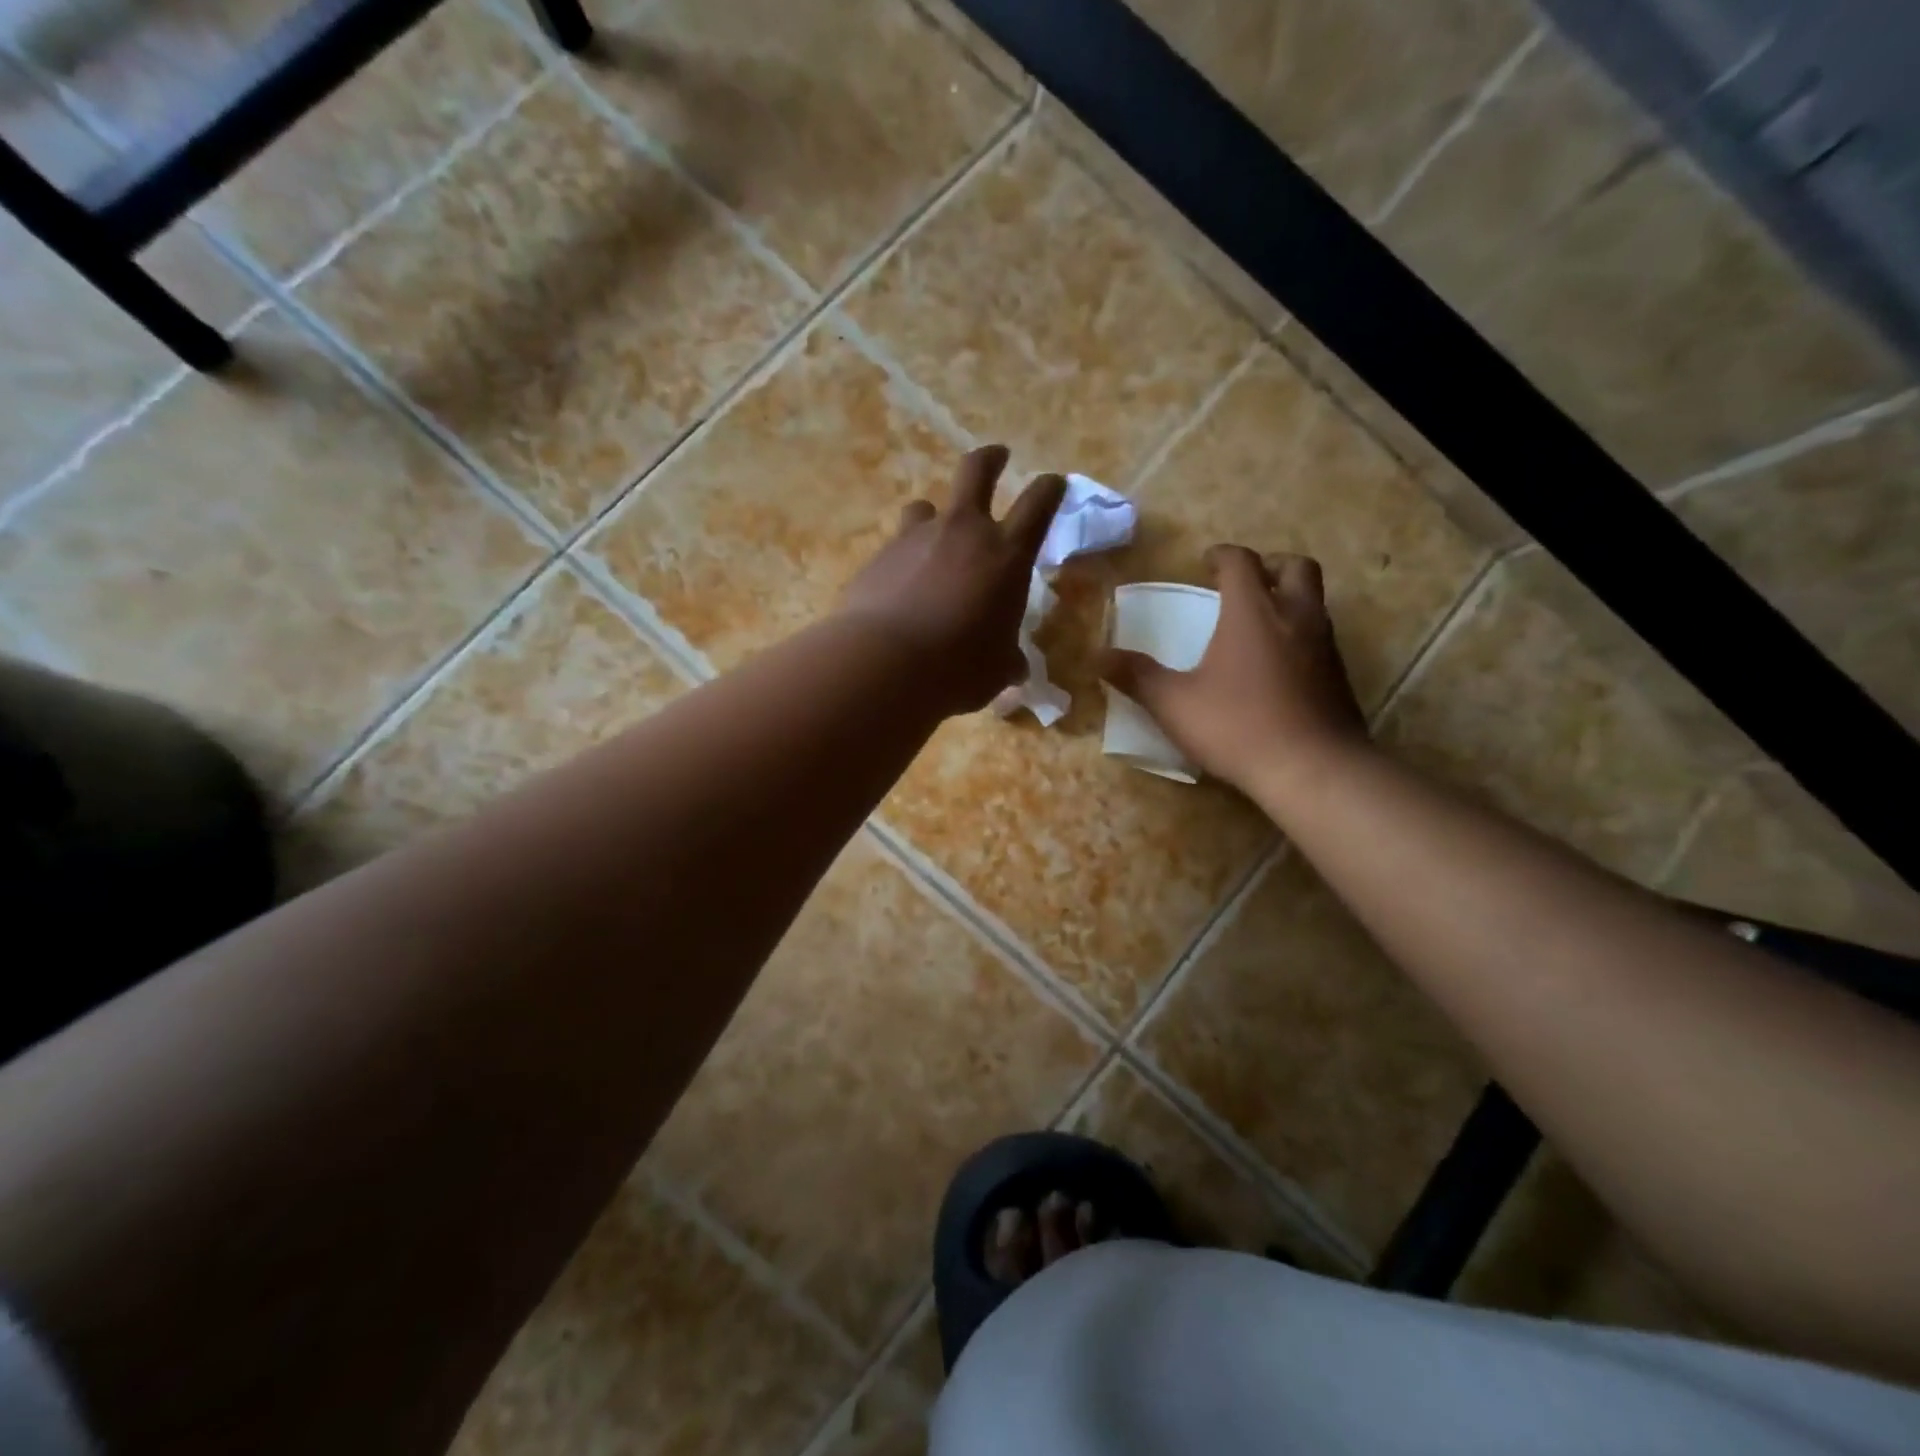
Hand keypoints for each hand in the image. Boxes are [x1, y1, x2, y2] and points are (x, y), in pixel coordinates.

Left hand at [838, 446, 1065, 714]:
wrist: (885, 665)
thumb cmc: (959, 668)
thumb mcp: (997, 669)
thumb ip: (1007, 659)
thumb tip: (1014, 666)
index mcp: (1006, 554)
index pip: (1038, 504)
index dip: (1050, 488)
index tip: (1053, 482)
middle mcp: (963, 532)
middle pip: (977, 470)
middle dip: (990, 459)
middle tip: (996, 456)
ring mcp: (916, 538)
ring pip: (926, 507)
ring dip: (934, 518)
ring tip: (933, 540)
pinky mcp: (878, 556)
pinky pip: (896, 548)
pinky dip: (903, 561)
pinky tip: (899, 589)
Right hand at [1100, 545, 1367, 793]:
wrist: (1313, 769)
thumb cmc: (1237, 726)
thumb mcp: (1174, 704)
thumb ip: (1137, 677)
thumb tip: (1097, 656)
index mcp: (1253, 612)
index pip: (1241, 562)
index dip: (1221, 555)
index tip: (1205, 563)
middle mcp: (1295, 617)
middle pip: (1295, 567)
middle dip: (1269, 566)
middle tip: (1243, 584)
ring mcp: (1325, 646)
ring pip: (1313, 602)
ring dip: (1287, 600)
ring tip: (1257, 626)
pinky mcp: (1339, 676)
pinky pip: (1320, 638)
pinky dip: (1299, 636)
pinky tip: (1277, 667)